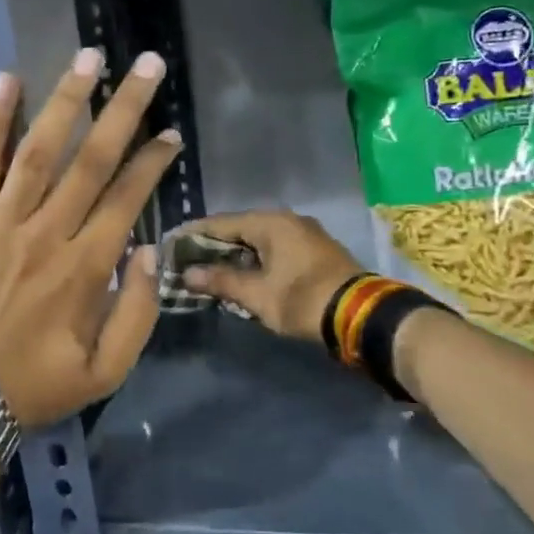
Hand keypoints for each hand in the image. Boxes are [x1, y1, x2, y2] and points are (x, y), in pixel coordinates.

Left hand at [0, 48, 179, 427]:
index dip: (152, 162)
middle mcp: (47, 233)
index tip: (171, 133)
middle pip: (91, 160)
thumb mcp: (105, 371)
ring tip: (89, 58)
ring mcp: (0, 224)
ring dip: (66, 101)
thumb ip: (136, 312)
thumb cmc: (35, 386)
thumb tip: (148, 251)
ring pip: (39, 151)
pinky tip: (6, 82)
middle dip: (123, 109)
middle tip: (146, 65)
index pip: (126, 199)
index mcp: (84, 268)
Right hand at [176, 210, 364, 342]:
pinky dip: (256, 258)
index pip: (221, 223)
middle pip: (240, 229)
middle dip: (214, 245)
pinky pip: (276, 247)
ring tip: (211, 268)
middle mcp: (287, 220)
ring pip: (259, 239)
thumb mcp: (257, 294)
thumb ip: (221, 281)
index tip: (172, 243)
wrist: (361, 314)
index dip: (194, 233)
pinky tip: (244, 273)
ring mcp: (305, 233)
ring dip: (236, 253)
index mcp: (270, 223)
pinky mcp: (316, 250)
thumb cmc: (302, 299)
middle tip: (188, 259)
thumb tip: (188, 274)